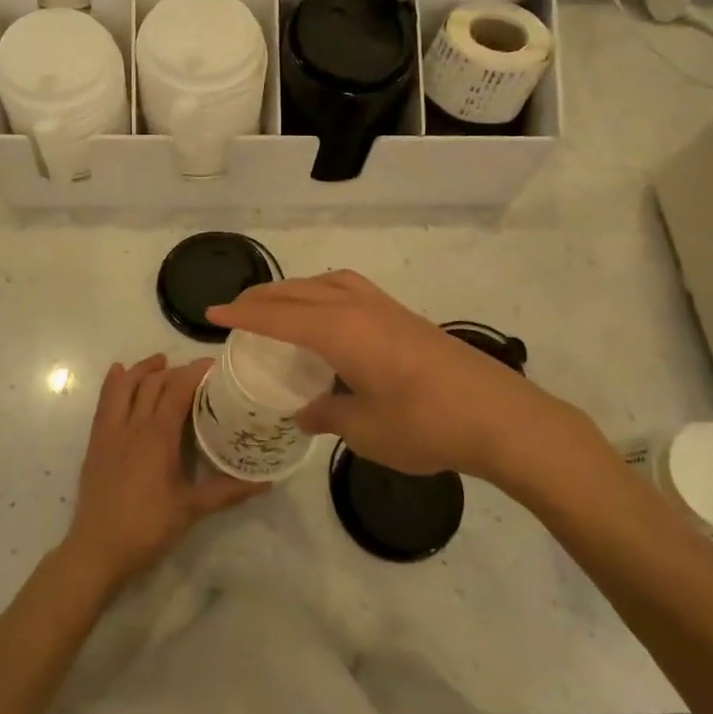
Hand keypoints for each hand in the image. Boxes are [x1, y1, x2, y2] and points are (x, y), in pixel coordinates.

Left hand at [60, 354, 266, 592]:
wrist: (97, 549)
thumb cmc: (147, 527)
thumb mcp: (192, 509)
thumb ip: (228, 491)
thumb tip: (266, 483)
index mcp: (158, 435)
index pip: (178, 389)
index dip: (195, 372)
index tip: (215, 366)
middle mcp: (133, 424)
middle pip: (153, 383)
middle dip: (175, 370)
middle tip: (196, 373)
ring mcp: (110, 431)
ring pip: (125, 386)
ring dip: (143, 369)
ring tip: (160, 361)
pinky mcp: (95, 442)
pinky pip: (103, 402)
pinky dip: (113, 382)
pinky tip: (119, 372)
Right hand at [209, 271, 602, 485]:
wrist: (500, 417)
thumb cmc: (426, 426)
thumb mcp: (365, 430)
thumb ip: (327, 415)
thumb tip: (304, 410)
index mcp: (341, 332)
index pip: (279, 317)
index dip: (243, 315)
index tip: (212, 314)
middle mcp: (360, 309)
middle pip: (300, 292)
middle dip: (264, 297)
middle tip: (235, 309)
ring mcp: (387, 309)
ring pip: (328, 283)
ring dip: (296, 289)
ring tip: (277, 305)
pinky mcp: (406, 318)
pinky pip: (351, 290)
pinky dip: (324, 292)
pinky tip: (328, 316)